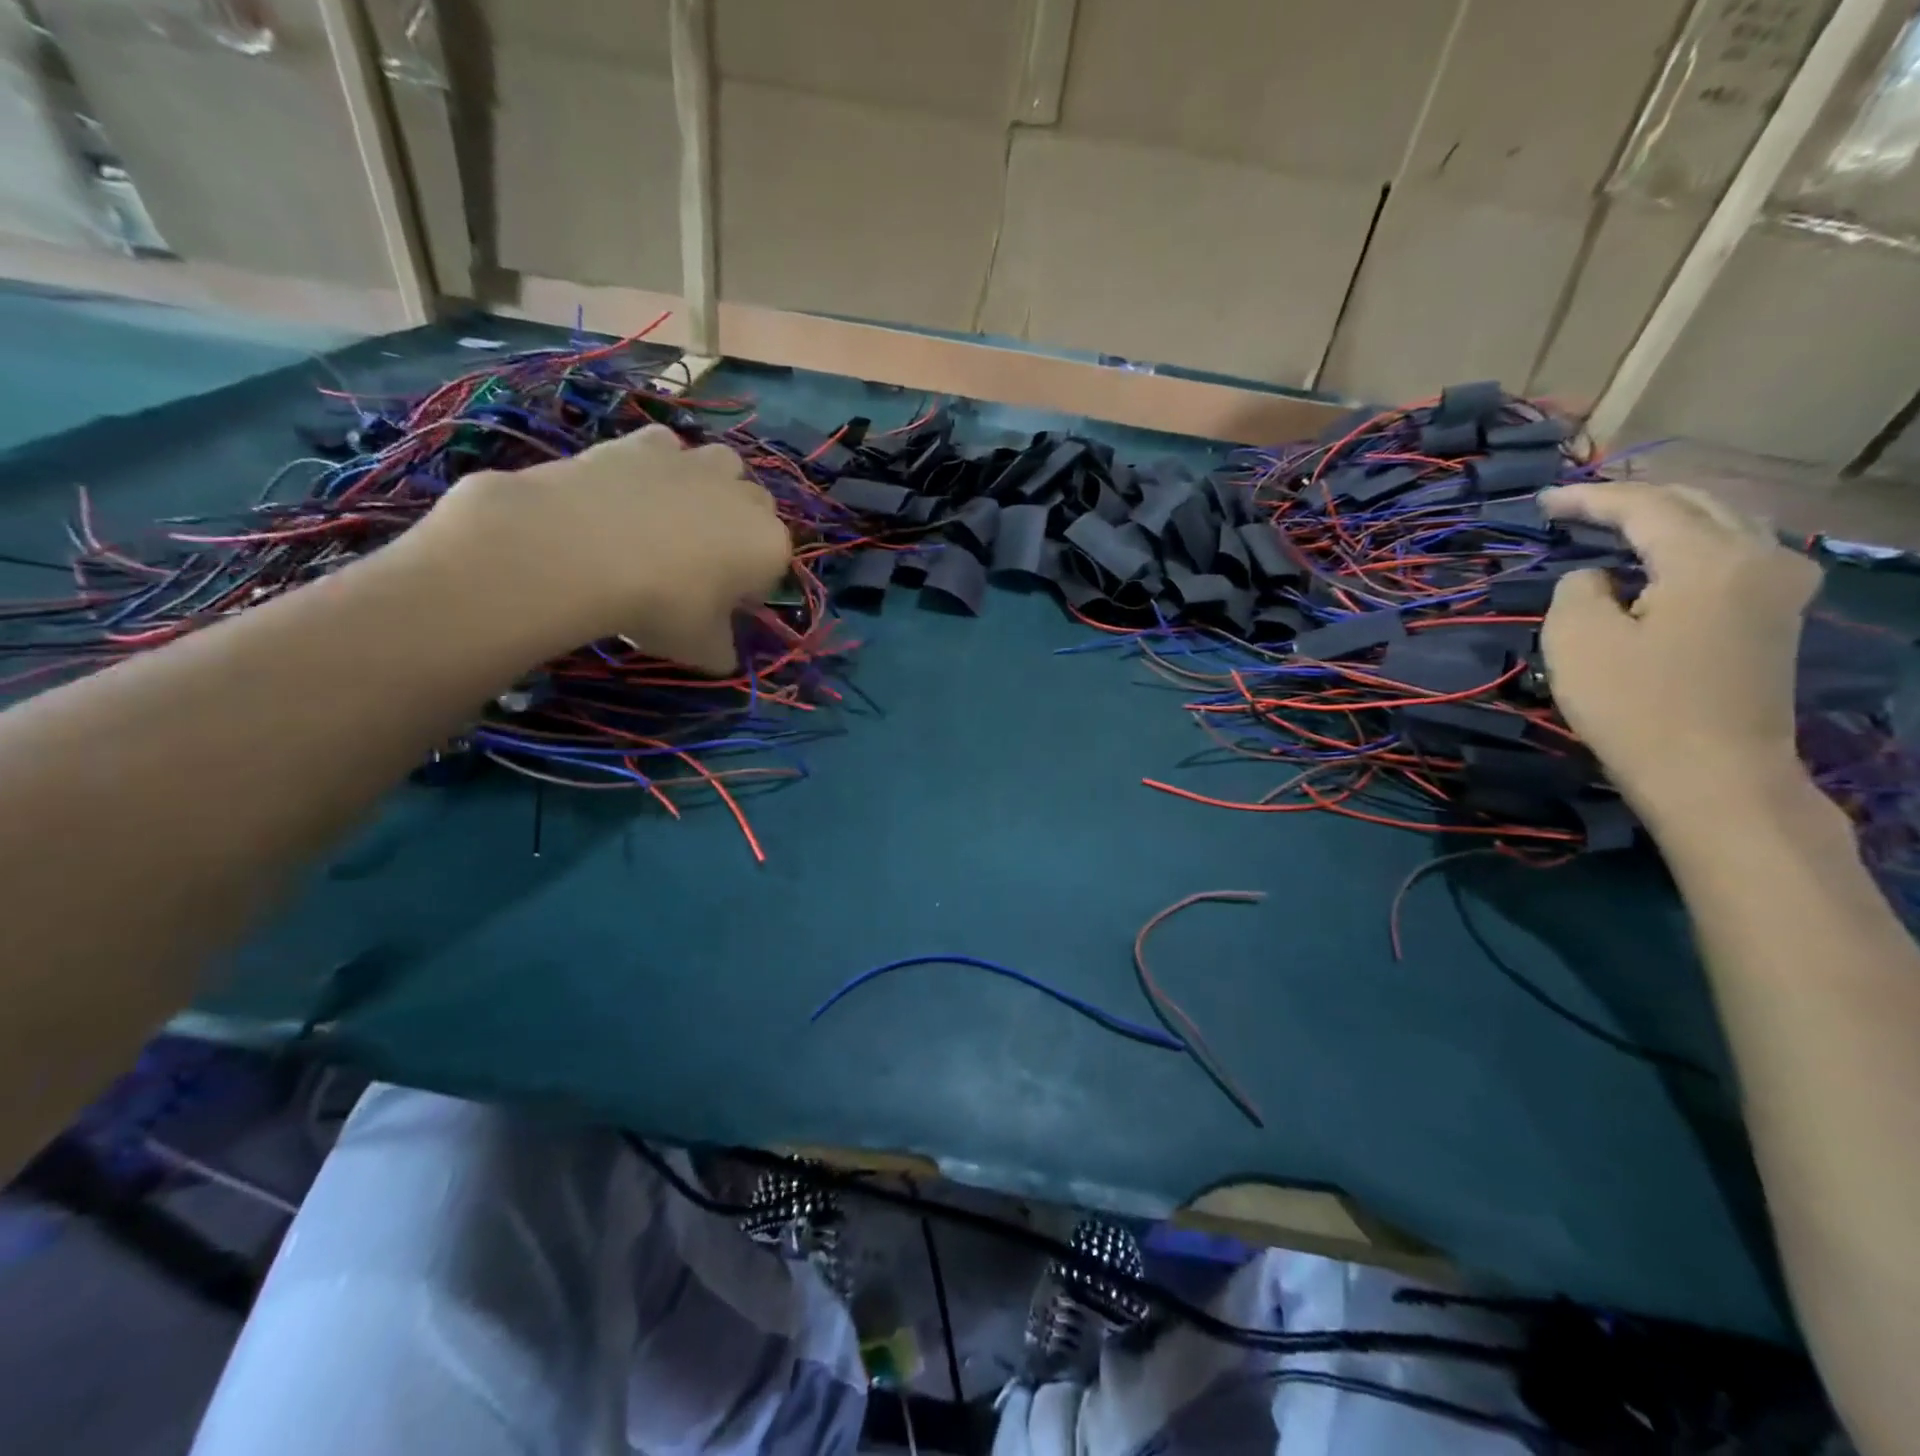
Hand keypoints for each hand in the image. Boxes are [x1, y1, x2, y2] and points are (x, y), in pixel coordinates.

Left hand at [418, 425, 791, 672]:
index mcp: (769, 546)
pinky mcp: (649, 441)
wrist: (579, 550)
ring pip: (725, 466)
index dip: (747, 590)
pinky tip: (635, 490)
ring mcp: (698, 462)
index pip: (772, 569)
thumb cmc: (660, 604)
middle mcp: (746, 498)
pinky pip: (669, 448)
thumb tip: (724, 656)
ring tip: (676, 517)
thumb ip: (722, 651)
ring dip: (713, 486)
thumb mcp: (700, 648)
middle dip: (738, 531)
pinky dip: (660, 465)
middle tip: (699, 564)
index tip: (719, 608)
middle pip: (756, 510)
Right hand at [1540, 482, 1821, 816]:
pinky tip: (1662, 556)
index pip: (1644, 506)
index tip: (1542, 501)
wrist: (1714, 775)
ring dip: (1666, 517)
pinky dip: (1691, 542)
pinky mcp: (1778, 616)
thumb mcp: (1578, 641)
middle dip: (1632, 499)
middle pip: (1696, 502)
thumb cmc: (1636, 707)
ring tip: (1616, 523)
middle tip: (1576, 507)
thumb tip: (1597, 578)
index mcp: (1710, 558)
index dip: (1588, 499)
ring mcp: (1780, 587)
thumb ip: (1578, 590)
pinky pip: (1735, 552)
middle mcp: (1761, 557)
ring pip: (1724, 523)